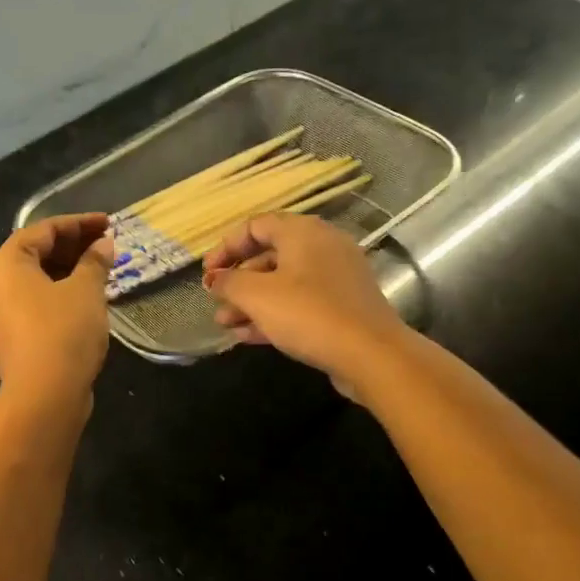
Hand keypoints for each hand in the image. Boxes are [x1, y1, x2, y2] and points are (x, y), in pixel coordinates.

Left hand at [0, 213, 113, 405]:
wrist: (44, 396)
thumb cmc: (63, 331)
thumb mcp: (86, 290)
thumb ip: (95, 261)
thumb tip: (104, 244)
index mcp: (4, 263)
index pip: (43, 230)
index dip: (79, 224)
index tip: (108, 223)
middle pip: (34, 253)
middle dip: (72, 247)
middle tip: (106, 245)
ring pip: (33, 280)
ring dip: (66, 271)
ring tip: (100, 270)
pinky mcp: (7, 337)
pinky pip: (32, 303)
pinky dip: (57, 293)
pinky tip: (84, 298)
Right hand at [201, 214, 408, 384]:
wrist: (371, 355)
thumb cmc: (309, 314)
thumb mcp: (258, 296)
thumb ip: (229, 282)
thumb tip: (215, 279)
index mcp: (303, 232)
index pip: (255, 226)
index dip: (226, 247)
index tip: (208, 274)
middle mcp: (322, 247)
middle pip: (270, 255)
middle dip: (238, 281)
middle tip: (216, 303)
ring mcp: (336, 278)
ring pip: (284, 283)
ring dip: (252, 302)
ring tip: (226, 325)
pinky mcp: (343, 306)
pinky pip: (301, 303)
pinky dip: (274, 315)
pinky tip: (248, 336)